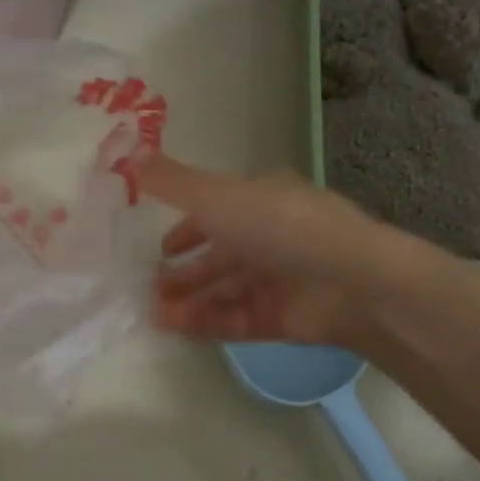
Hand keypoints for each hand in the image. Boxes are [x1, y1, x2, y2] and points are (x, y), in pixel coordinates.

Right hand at [140, 154, 404, 347]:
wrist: (349, 280)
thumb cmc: (278, 226)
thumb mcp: (217, 195)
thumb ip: (172, 182)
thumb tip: (130, 151)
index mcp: (262, 201)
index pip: (219, 212)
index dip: (188, 228)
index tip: (161, 248)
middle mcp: (272, 238)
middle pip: (220, 257)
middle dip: (184, 273)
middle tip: (148, 287)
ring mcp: (281, 280)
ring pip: (226, 291)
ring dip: (190, 300)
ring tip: (154, 313)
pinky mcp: (285, 318)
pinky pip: (238, 319)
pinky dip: (208, 322)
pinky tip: (176, 329)